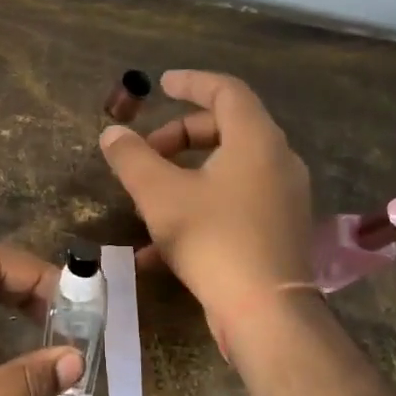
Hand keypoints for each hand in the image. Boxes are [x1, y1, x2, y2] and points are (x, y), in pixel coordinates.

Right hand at [98, 69, 312, 328]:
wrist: (265, 312)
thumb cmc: (213, 240)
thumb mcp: (160, 195)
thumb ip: (132, 158)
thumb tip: (112, 133)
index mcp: (256, 140)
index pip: (226, 91)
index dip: (191, 83)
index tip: (161, 85)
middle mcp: (277, 161)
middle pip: (226, 129)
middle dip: (179, 136)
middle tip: (145, 152)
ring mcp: (282, 198)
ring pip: (228, 170)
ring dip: (185, 175)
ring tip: (147, 198)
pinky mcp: (277, 230)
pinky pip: (234, 204)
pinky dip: (199, 208)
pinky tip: (158, 248)